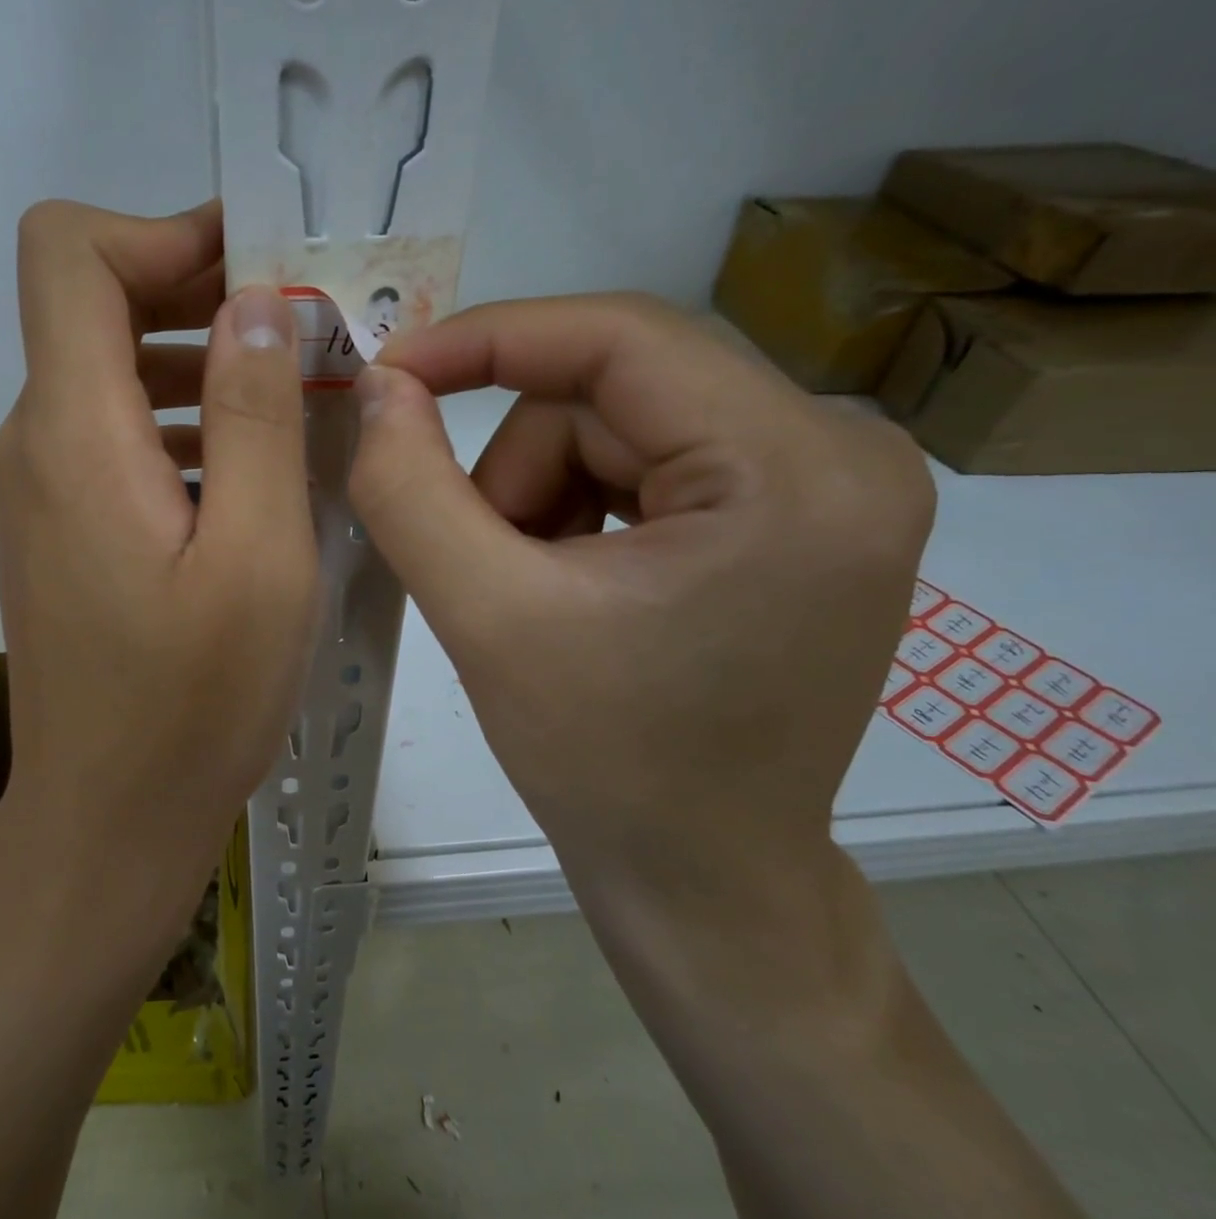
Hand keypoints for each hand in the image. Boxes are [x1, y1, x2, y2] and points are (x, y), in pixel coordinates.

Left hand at [0, 200, 316, 944]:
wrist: (107, 821)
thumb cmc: (192, 704)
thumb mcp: (257, 558)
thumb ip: (257, 417)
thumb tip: (256, 306)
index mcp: (74, 431)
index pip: (69, 252)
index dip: (161, 230)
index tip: (257, 266)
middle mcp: (37, 441)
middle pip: (95, 303)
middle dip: (201, 291)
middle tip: (306, 328)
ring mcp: (42, 487)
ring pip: (113, 372)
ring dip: (203, 363)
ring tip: (299, 399)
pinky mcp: (61, 527)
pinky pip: (117, 435)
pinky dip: (184, 422)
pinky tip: (252, 470)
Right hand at [347, 294, 934, 900]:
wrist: (703, 881)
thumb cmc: (605, 766)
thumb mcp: (485, 618)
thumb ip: (410, 489)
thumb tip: (379, 387)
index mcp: (795, 470)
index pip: (619, 337)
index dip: (487, 339)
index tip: (390, 372)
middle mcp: (840, 453)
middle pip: (612, 393)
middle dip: (515, 467)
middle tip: (476, 562)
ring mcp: (827, 484)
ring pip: (618, 427)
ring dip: (539, 495)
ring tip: (522, 590)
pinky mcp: (795, 514)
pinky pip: (647, 462)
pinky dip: (576, 510)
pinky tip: (565, 585)